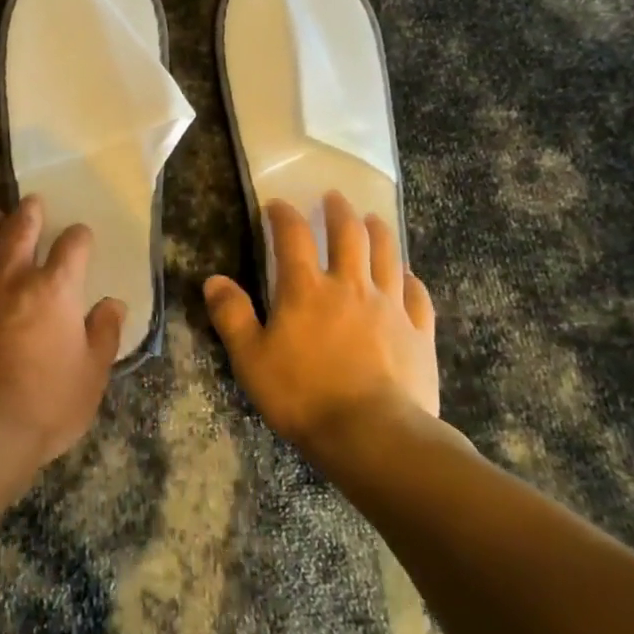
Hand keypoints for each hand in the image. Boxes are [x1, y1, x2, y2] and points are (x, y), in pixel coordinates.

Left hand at [0, 196, 125, 471]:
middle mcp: (11, 277)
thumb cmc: (42, 407)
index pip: (72, 246)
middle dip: (29, 212)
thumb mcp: (90, 378)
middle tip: (32, 202)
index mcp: (54, 289)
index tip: (81, 235)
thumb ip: (103, 336)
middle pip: (20, 229)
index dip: (79, 236)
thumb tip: (113, 305)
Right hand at [205, 191, 438, 451]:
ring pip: (387, 254)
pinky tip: (407, 277)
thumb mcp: (251, 359)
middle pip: (349, 234)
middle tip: (334, 198)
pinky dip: (410, 279)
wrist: (373, 435)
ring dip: (378, 232)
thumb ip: (231, 315)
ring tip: (372, 220)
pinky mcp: (419, 332)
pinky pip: (417, 295)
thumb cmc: (303, 395)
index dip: (283, 215)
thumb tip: (214, 280)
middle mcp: (350, 286)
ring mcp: (390, 306)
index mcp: (306, 289)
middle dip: (339, 211)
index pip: (293, 236)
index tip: (276, 206)